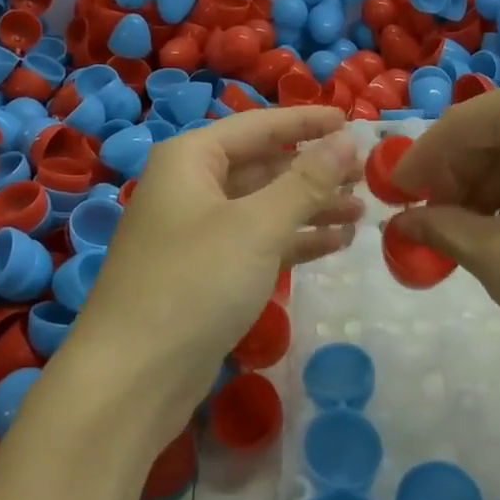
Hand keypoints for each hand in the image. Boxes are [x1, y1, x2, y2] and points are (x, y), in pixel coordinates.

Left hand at [67, 106, 363, 431]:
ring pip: (263, 205)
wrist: (131, 378)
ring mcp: (196, 231)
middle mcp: (190, 186)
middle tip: (367, 174)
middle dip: (314, 170)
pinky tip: (335, 243)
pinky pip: (257, 241)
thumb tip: (347, 140)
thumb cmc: (194, 282)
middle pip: (262, 165)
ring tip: (362, 210)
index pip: (259, 125)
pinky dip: (294, 240)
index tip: (352, 121)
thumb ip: (306, 181)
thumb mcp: (257, 226)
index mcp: (191, 158)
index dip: (307, 122)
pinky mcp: (206, 272)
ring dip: (310, 207)